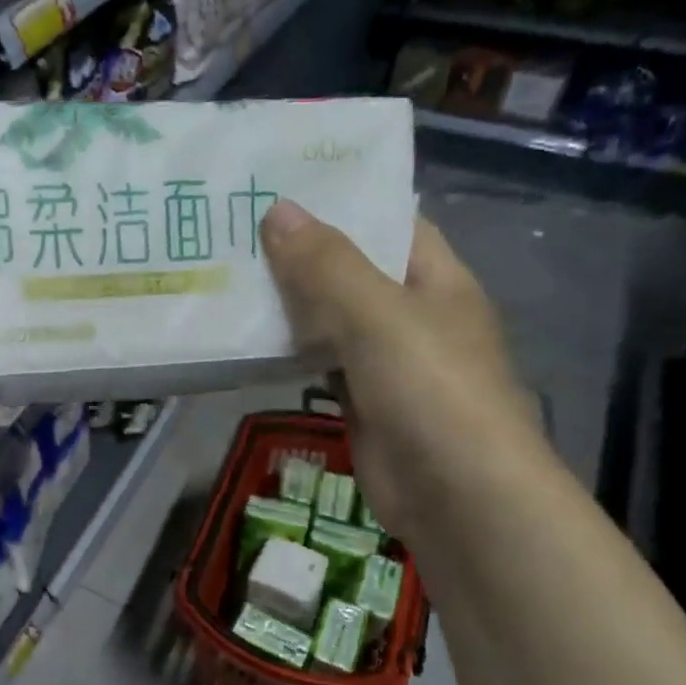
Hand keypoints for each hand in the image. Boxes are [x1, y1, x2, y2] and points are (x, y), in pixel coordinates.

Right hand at [260, 200, 538, 541]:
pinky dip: (289, 353)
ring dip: (288, 305)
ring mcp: (387, 363)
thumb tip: (277, 210)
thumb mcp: (377, 316)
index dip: (342, 202)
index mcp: (436, 280)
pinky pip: (320, 365)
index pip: (389, 223)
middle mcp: (413, 315)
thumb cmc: (430, 390)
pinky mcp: (362, 403)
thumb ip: (326, 265)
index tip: (280, 187)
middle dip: (300, 253)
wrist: (458, 497)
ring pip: (330, 321)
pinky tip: (247, 340)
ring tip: (227, 275)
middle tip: (234, 230)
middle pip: (352, 271)